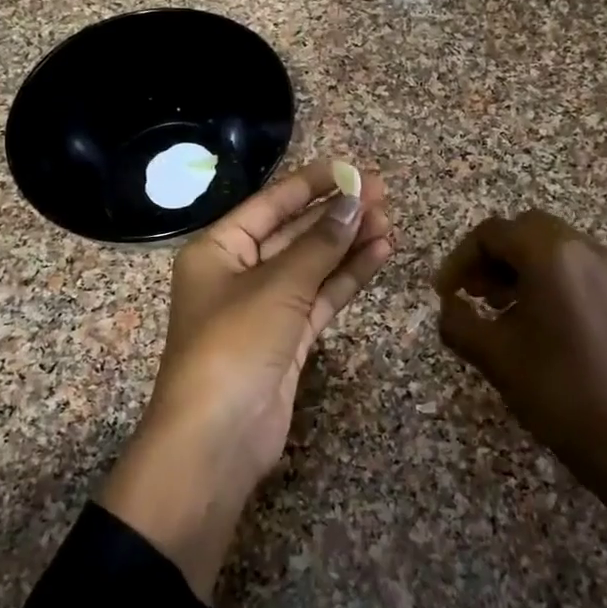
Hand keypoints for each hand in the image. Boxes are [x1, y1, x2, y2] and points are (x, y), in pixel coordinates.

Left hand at [102, 159, 393, 596]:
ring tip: (389, 220)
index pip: (269, 204)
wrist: (217, 439)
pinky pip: (321, 297)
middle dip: (336, 213)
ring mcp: (265, 308)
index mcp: (218, 250)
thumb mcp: (277, 287)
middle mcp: (239, 273)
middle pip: (293, 232)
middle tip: (383, 192)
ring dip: (347, 244)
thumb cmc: (233, 345)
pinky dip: (347, 277)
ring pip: (312, 265)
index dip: (311, 184)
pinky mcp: (288, 339)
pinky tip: (379, 254)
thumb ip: (319, 245)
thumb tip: (354, 203)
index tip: (353, 168)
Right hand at [433, 209, 606, 496]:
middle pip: (525, 231)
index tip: (443, 293)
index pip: (492, 233)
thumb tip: (449, 306)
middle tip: (473, 294)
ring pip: (554, 249)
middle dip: (491, 257)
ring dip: (519, 268)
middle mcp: (585, 250)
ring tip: (501, 310)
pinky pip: (578, 271)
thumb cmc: (558, 390)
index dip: (459, 259)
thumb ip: (458, 321)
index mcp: (550, 255)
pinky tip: (539, 325)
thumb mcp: (493, 356)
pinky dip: (549, 282)